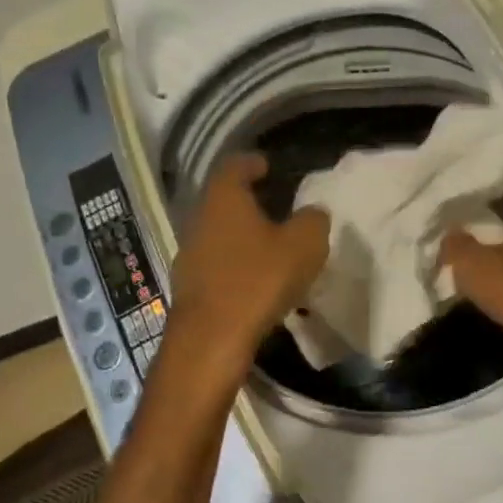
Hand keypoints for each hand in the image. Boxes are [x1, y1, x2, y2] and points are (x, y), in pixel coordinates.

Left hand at [169, 154, 329, 375]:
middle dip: (249, 200)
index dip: (254, 162)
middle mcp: (199, 217)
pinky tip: (255, 277)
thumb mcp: (304, 246)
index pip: (235, 164)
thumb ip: (313, 221)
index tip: (269, 167)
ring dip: (241, 233)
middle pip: (224, 198)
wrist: (211, 339)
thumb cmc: (258, 280)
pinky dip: (235, 261)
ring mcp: (189, 252)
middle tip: (277, 205)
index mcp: (224, 197)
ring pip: (219, 231)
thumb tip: (312, 213)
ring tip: (270, 244)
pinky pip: (216, 261)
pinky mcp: (189, 284)